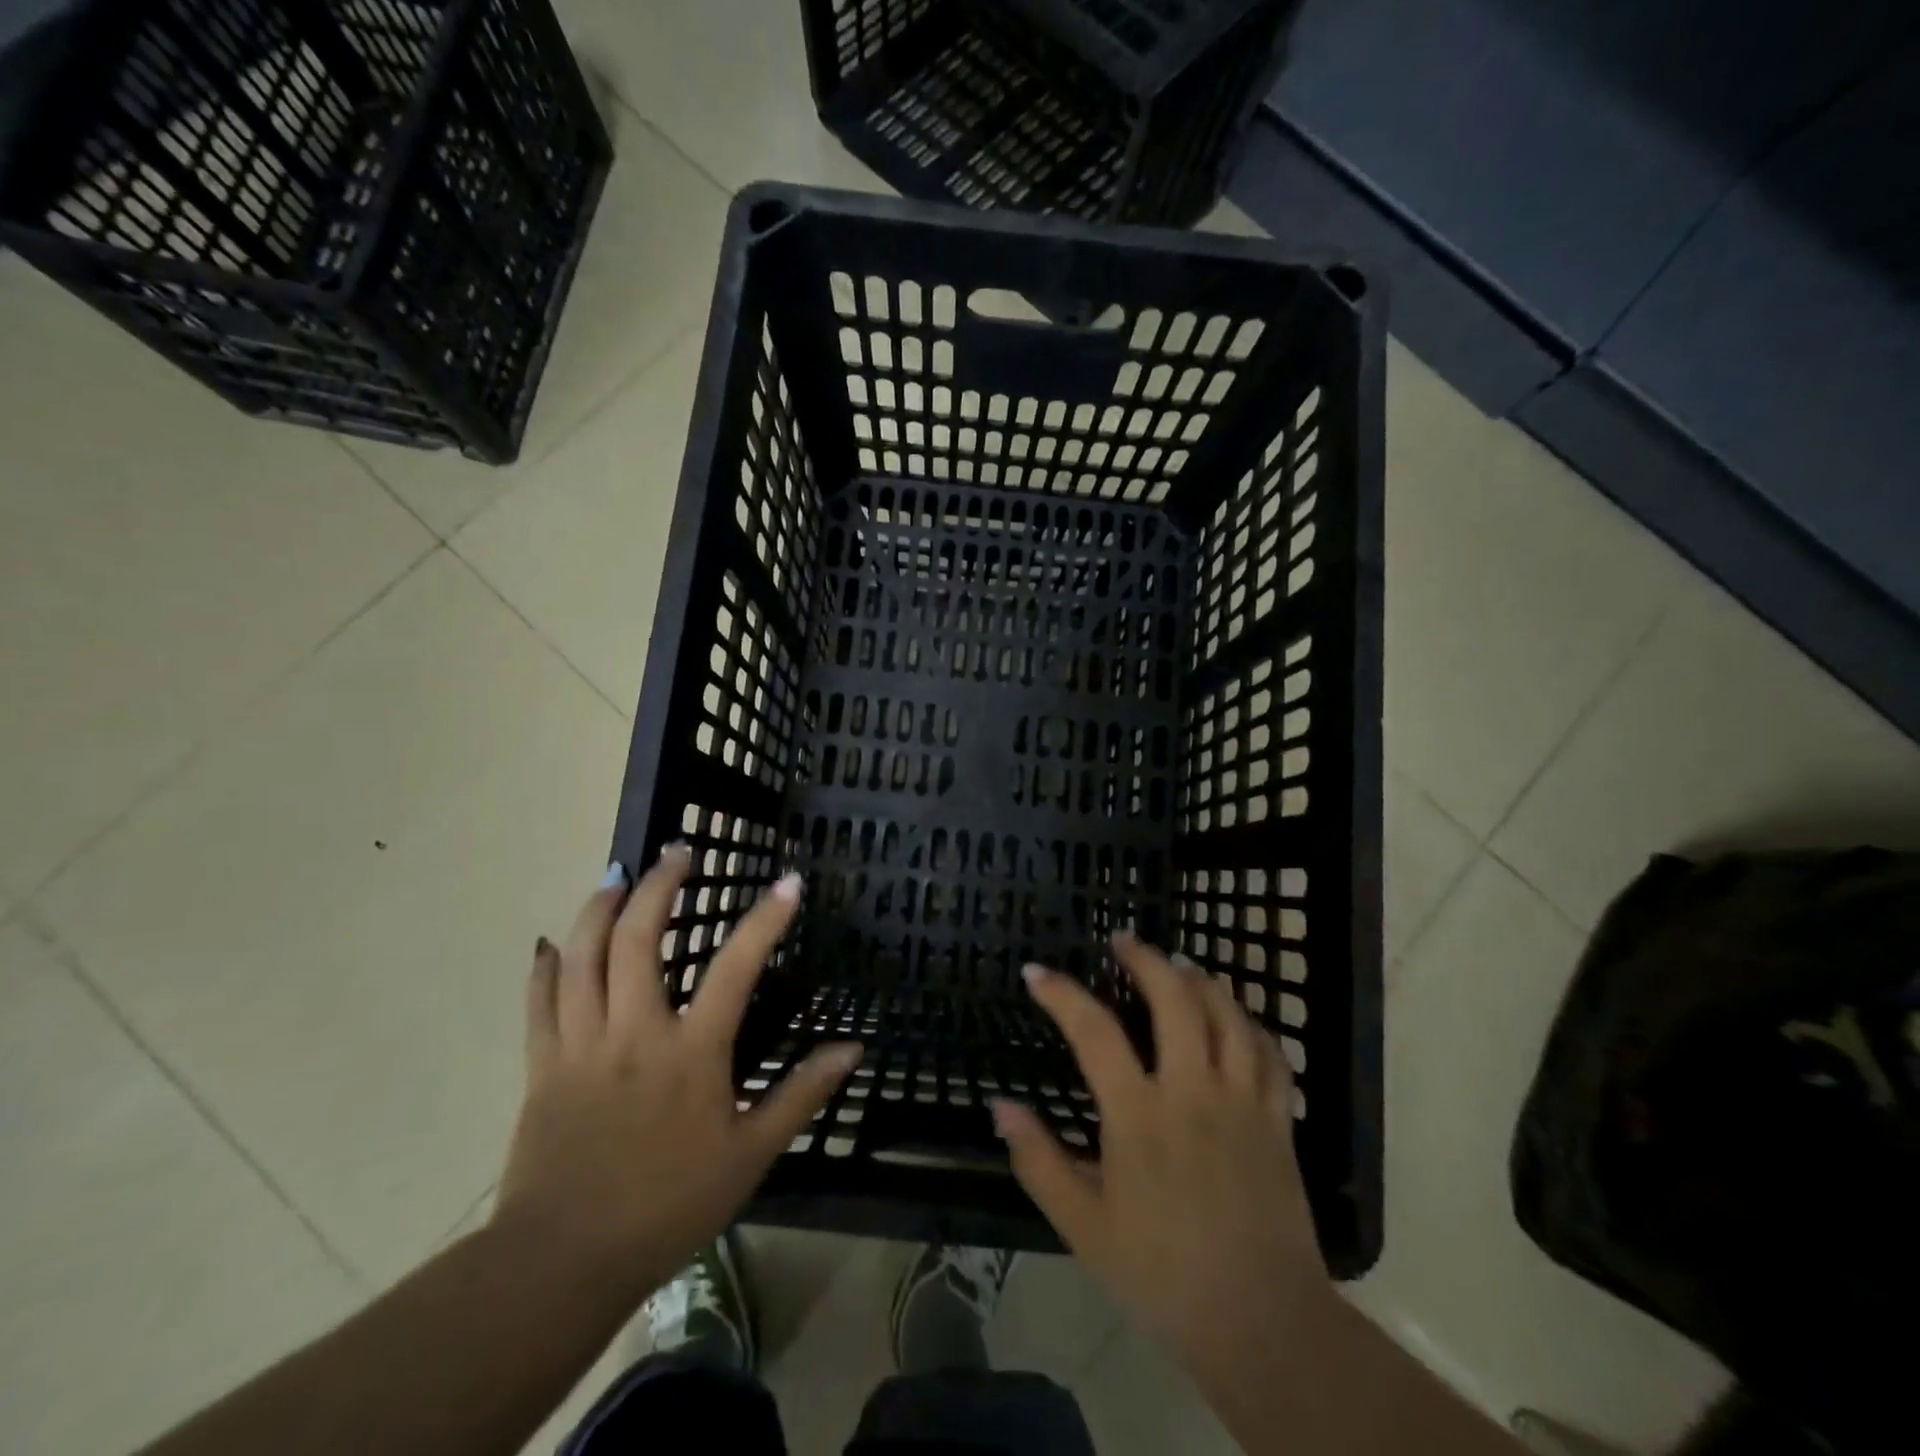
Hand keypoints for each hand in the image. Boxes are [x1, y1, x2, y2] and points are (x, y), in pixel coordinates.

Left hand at [492, 847, 860, 1302]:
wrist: (562, 1262)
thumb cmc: (669, 1205)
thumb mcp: (750, 1154)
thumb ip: (801, 1095)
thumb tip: (853, 1049)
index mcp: (691, 1052)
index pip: (736, 968)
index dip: (765, 920)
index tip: (787, 881)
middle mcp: (635, 1032)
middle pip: (639, 940)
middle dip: (658, 885)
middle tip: (675, 852)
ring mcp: (582, 1044)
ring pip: (583, 957)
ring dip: (600, 908)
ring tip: (617, 874)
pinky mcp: (542, 1065)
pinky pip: (539, 1001)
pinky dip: (546, 965)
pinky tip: (551, 941)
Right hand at [993, 933, 1331, 1381]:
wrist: (1262, 1324)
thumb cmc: (1161, 1274)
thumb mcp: (1083, 1226)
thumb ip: (1038, 1160)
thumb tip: (999, 1106)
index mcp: (1139, 1115)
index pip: (1093, 1031)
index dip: (1060, 993)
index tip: (1036, 973)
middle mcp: (1192, 1091)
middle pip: (1175, 998)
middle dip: (1146, 959)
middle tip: (1124, 941)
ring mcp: (1242, 1101)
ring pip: (1227, 1014)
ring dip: (1201, 980)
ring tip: (1179, 964)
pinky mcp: (1278, 1119)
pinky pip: (1270, 1053)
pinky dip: (1250, 1023)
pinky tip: (1235, 1017)